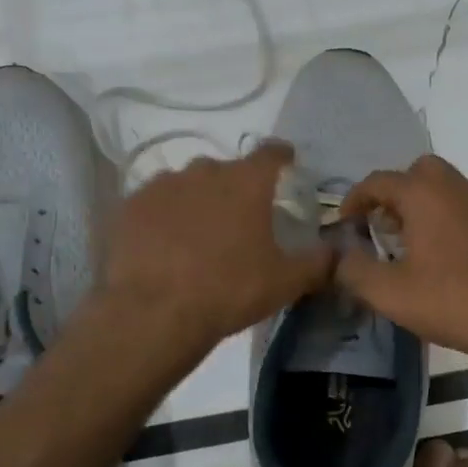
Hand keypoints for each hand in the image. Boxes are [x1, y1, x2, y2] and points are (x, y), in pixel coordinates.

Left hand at [100, 141, 334, 350]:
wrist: (153, 313)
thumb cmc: (229, 291)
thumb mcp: (285, 282)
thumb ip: (318, 263)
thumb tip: (338, 252)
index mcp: (246, 183)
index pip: (270, 153)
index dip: (281, 155)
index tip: (286, 161)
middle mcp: (203, 172)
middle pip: (225, 170)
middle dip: (235, 187)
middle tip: (239, 218)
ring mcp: (161, 186)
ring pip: (187, 184)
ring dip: (197, 200)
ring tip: (198, 234)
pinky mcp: (129, 207)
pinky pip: (154, 203)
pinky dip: (163, 217)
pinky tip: (163, 244)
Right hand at [335, 155, 467, 360]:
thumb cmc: (452, 301)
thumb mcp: (389, 293)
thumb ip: (354, 270)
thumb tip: (338, 256)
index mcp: (424, 195)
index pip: (379, 180)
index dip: (356, 199)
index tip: (346, 223)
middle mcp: (457, 188)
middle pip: (419, 172)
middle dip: (396, 193)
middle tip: (385, 225)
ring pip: (449, 190)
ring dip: (426, 207)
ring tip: (415, 245)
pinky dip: (453, 222)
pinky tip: (452, 259)